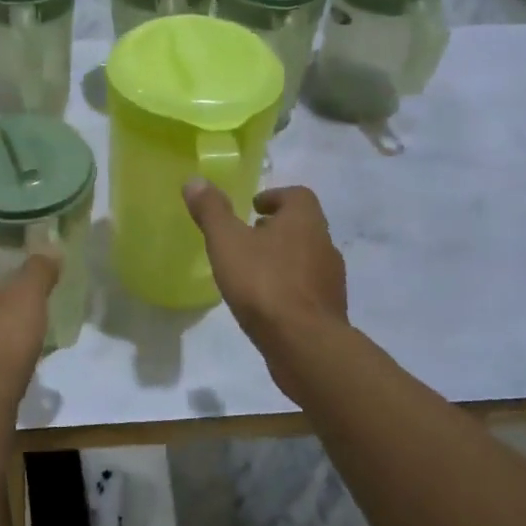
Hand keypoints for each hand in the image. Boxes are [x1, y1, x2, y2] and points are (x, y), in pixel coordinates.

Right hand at [184, 183, 348, 392]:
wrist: (304, 345)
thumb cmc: (264, 283)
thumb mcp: (228, 242)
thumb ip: (211, 211)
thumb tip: (194, 180)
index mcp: (305, 221)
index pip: (298, 195)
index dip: (275, 197)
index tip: (253, 207)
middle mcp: (324, 244)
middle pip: (302, 226)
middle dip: (276, 228)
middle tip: (248, 237)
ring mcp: (331, 280)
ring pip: (306, 258)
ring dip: (282, 258)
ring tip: (252, 271)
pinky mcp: (329, 311)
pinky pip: (307, 289)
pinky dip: (288, 288)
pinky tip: (265, 303)